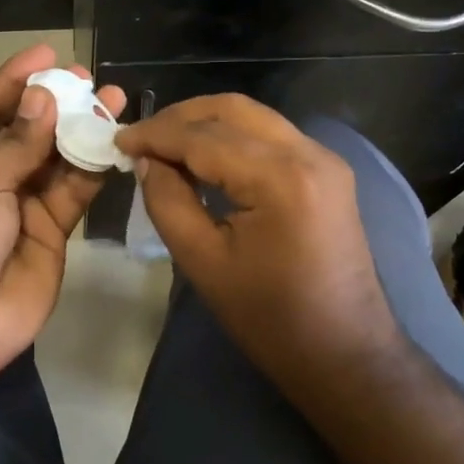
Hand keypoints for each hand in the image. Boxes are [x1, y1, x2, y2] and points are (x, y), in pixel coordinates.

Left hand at [0, 44, 124, 389]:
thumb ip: (17, 142)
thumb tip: (45, 96)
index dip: (13, 80)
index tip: (46, 53)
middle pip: (24, 129)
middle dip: (53, 103)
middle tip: (86, 78)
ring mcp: (19, 203)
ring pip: (55, 157)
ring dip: (80, 130)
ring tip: (112, 99)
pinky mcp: (51, 229)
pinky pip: (73, 190)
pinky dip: (92, 166)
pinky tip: (114, 139)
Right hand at [115, 95, 404, 394]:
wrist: (345, 353)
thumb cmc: (270, 319)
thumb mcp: (204, 262)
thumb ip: (168, 201)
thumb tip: (147, 161)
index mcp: (280, 178)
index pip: (204, 137)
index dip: (155, 135)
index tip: (118, 141)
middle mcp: (308, 153)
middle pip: (232, 110)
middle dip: (180, 118)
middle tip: (140, 139)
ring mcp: (324, 159)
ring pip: (253, 117)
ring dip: (206, 123)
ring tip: (165, 146)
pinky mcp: (328, 172)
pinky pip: (271, 136)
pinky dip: (233, 137)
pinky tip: (204, 157)